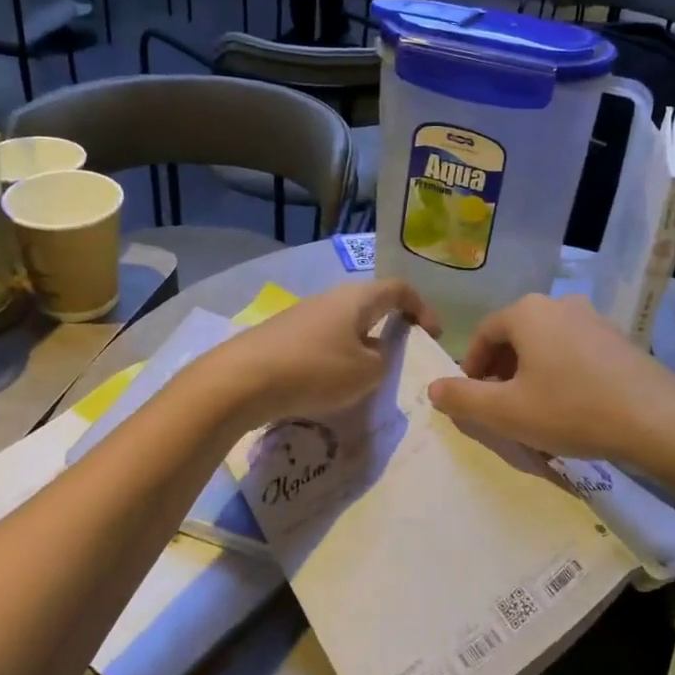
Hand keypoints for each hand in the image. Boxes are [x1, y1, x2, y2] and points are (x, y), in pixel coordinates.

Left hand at [208, 278, 436, 426]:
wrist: (241, 380)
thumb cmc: (315, 370)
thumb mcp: (366, 373)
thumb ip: (383, 360)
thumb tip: (376, 352)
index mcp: (357, 299)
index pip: (399, 289)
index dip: (422, 308)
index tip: (432, 335)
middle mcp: (330, 298)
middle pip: (370, 305)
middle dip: (390, 327)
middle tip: (402, 356)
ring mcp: (302, 315)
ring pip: (344, 325)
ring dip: (361, 346)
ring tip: (367, 377)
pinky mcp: (282, 335)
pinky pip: (321, 341)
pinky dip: (336, 357)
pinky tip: (330, 385)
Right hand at [426, 295, 674, 464]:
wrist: (656, 418)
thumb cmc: (571, 409)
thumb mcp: (506, 412)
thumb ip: (463, 398)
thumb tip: (433, 389)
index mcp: (527, 312)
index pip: (484, 334)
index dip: (471, 368)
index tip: (472, 398)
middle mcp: (559, 304)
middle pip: (515, 335)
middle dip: (500, 370)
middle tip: (499, 406)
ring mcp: (593, 318)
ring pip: (545, 343)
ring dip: (530, 372)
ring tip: (532, 408)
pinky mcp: (618, 338)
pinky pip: (573, 350)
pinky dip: (559, 372)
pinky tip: (569, 404)